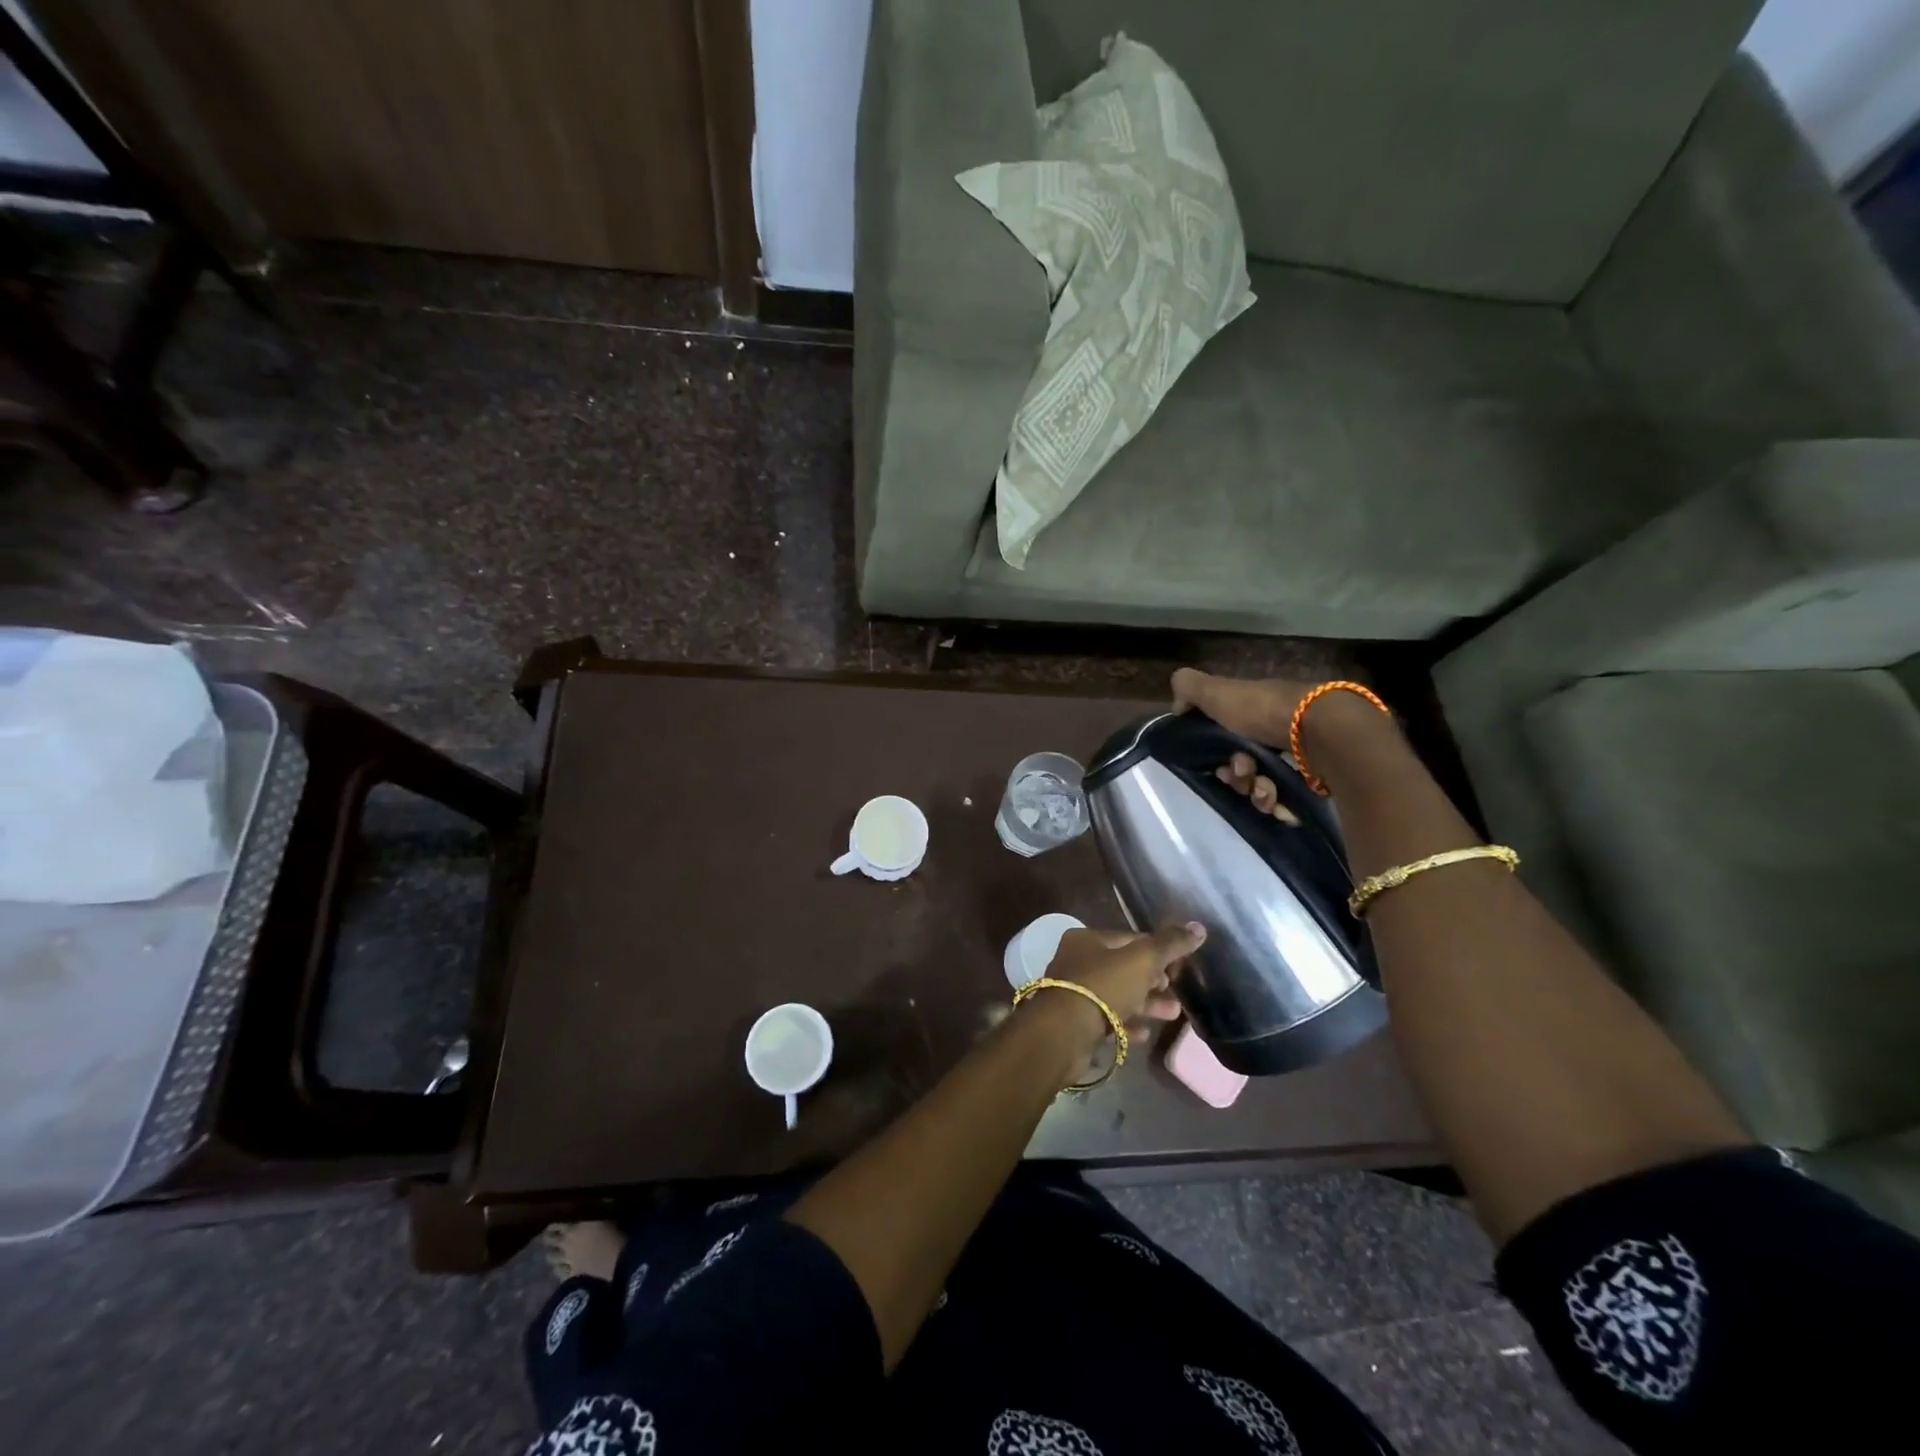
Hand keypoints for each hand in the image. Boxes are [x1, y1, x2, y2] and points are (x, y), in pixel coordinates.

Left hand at [1046, 923, 1204, 1029]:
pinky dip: (1127, 1024)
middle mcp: (1076, 961)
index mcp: (1086, 939)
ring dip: (1146, 1004)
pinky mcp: (1075, 1022)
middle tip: (1175, 993)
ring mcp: (1074, 993)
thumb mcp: (1142, 960)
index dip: (1156, 950)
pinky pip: (1107, 1019)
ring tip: (1173, 1014)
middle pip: (1123, 968)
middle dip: (1153, 981)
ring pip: (1117, 994)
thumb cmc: (1104, 986)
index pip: (1128, 939)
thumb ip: (1170, 944)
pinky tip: (1145, 1034)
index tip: (1178, 966)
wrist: (1064, 1033)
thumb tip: (1199, 927)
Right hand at [1170, 668, 1307, 822]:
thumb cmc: (1265, 711)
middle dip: (1236, 777)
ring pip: (1262, 788)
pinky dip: (1279, 804)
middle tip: (1243, 772)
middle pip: (1243, 767)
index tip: (1216, 762)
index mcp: (1253, 713)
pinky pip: (1286, 802)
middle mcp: (1275, 733)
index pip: (1225, 739)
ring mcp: (1297, 758)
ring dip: (1256, 793)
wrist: (1323, 732)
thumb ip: (1190, 689)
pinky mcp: (1314, 781)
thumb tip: (1177, 706)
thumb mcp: (1219, 691)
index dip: (1214, 754)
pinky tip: (1281, 801)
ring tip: (1266, 789)